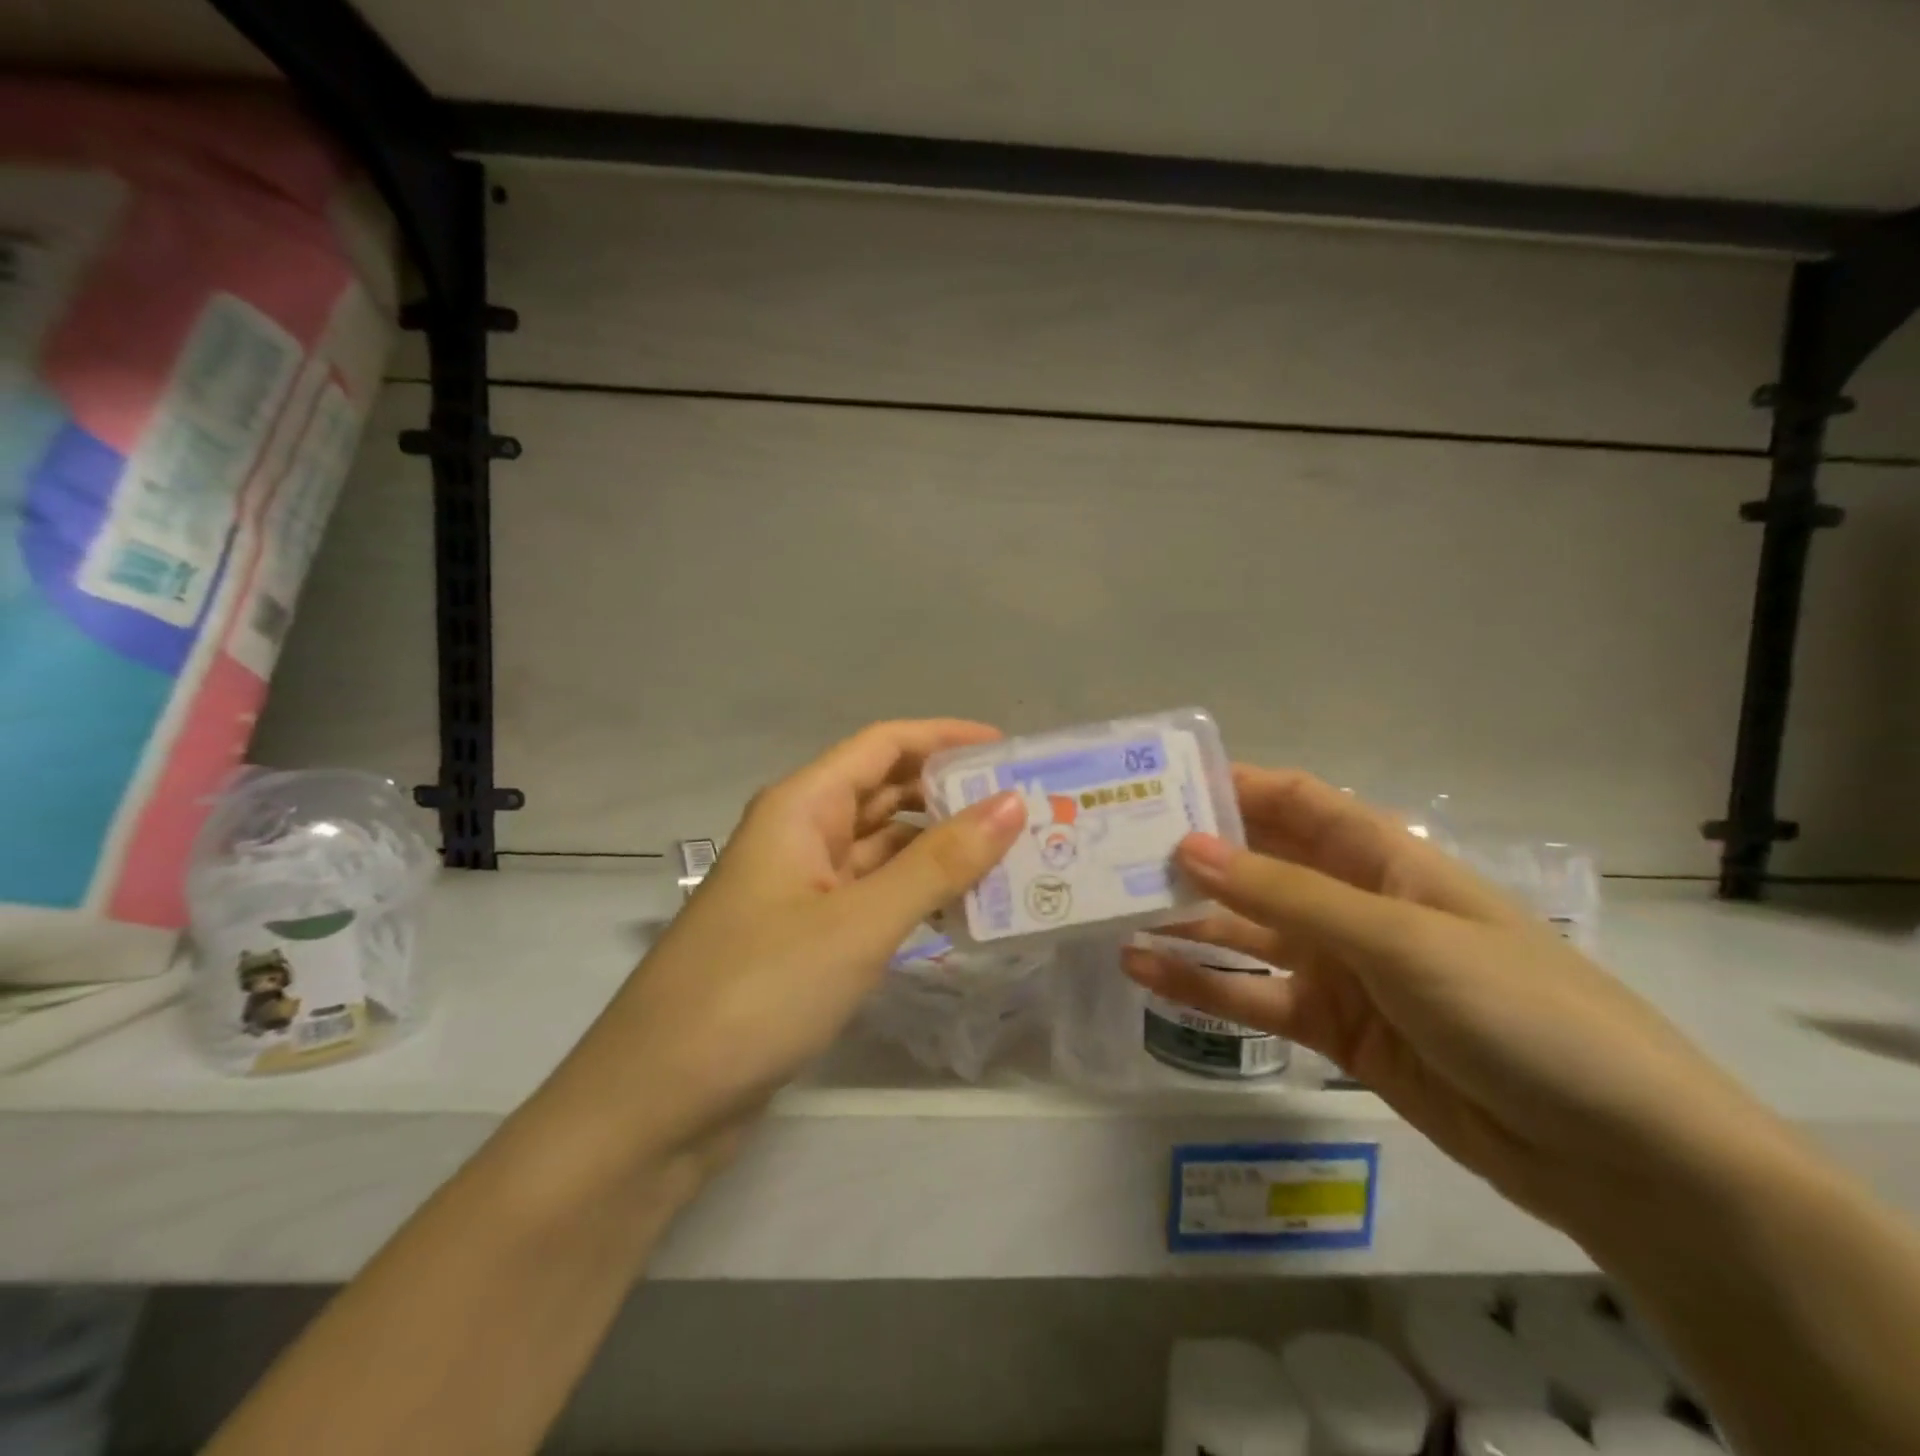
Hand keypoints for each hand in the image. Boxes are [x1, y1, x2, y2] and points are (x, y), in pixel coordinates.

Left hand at [567, 719, 1026, 1166]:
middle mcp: (799, 835)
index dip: (945, 738)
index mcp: (800, 806)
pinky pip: (872, 896)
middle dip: (950, 796)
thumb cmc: (758, 991)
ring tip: (1012, 858)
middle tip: (1027, 810)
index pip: (883, 745)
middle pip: (884, 792)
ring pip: (881, 849)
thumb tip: (1011, 804)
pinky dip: (916, 896)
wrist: (658, 1102)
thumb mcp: (859, 922)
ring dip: (939, 850)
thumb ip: (938, 863)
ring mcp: (800, 890)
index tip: (1010, 750)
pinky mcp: (805, 939)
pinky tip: (963, 912)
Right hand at [1122, 767, 1795, 1248]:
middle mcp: (1353, 902)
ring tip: (1111, 912)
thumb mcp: (1400, 939)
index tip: (1156, 783)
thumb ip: (1289, 894)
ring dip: (1184, 921)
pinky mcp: (1333, 1028)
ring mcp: (1340, 968)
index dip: (1228, 785)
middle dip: (1193, 854)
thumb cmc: (1518, 1009)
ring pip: (1246, 932)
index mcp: (1383, 857)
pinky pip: (1253, 996)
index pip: (1293, 800)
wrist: (1618, 1156)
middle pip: (1260, 863)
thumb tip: (1190, 845)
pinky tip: (1145, 973)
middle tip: (1111, 850)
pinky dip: (1201, 985)